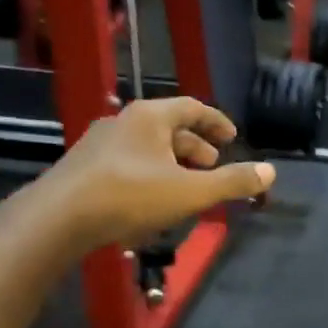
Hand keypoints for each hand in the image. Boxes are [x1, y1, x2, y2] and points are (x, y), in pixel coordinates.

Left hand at [35, 97, 274, 250]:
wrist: (57, 219)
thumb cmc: (130, 196)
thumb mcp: (190, 192)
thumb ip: (232, 182)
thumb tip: (271, 171)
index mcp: (150, 117)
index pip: (193, 108)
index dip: (217, 122)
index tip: (233, 138)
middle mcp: (123, 122)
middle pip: (169, 127)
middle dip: (196, 147)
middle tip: (213, 166)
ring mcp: (99, 144)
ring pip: (147, 147)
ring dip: (172, 163)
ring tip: (187, 188)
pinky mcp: (83, 168)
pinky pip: (127, 163)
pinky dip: (150, 174)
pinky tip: (153, 202)